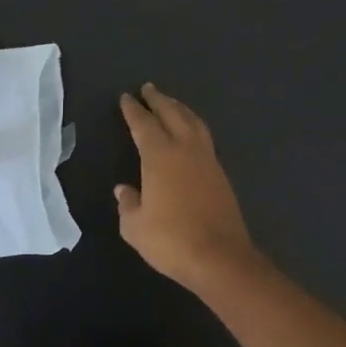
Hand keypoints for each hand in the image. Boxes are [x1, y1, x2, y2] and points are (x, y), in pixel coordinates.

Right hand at [116, 84, 258, 292]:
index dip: (134, 110)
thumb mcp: (135, 226)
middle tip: (149, 88)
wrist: (219, 258)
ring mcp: (208, 160)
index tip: (126, 97)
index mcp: (160, 156)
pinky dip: (194, 127)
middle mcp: (185, 150)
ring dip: (180, 109)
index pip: (144, 125)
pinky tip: (191, 134)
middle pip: (172, 114)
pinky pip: (205, 139)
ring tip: (172, 103)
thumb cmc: (171, 240)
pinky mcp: (221, 175)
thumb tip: (124, 190)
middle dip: (159, 100)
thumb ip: (128, 204)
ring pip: (194, 123)